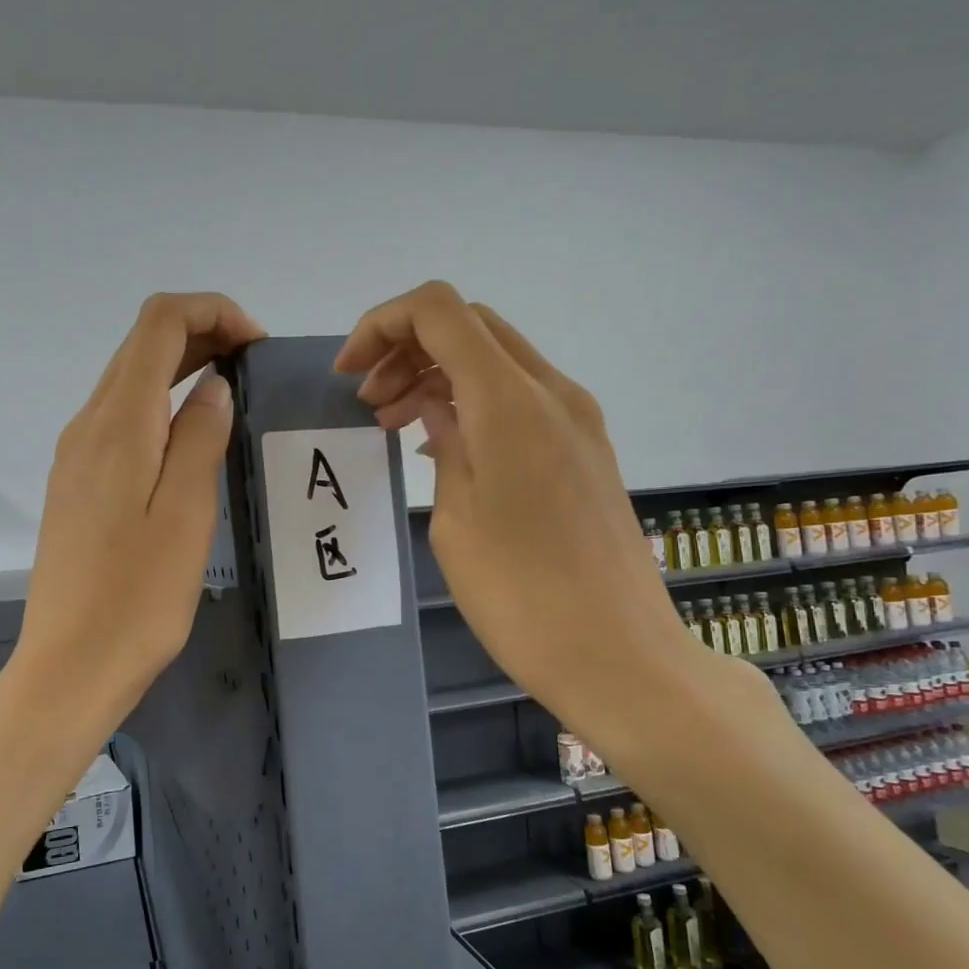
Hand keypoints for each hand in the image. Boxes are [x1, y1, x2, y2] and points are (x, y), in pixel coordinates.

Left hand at [13, 293, 265, 733]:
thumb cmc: (139, 596)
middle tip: (254, 366)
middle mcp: (88, 425)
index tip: (257, 345)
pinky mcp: (76, 484)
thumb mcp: (187, 514)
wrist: (71, 664)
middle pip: (141, 345)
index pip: (158, 323)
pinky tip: (190, 440)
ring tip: (232, 395)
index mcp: (118, 423)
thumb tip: (214, 384)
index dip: (212, 312)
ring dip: (180, 368)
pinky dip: (160, 405)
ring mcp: (75, 455)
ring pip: (129, 380)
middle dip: (201, 334)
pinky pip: (120, 419)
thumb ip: (201, 436)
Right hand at [336, 282, 744, 767]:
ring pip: (496, 360)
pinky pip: (521, 399)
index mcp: (510, 401)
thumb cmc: (521, 596)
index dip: (383, 325)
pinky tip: (444, 445)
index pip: (439, 311)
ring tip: (395, 423)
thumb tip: (437, 407)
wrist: (620, 656)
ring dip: (439, 374)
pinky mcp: (587, 450)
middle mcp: (552, 393)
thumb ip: (444, 442)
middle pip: (470, 326)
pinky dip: (474, 401)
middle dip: (408, 348)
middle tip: (369, 402)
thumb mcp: (456, 518)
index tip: (349, 374)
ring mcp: (578, 420)